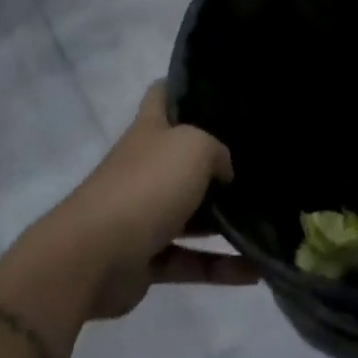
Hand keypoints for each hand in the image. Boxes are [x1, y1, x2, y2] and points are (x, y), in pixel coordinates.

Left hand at [0, 84, 257, 329]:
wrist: (90, 258)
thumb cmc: (145, 186)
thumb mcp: (194, 148)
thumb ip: (218, 151)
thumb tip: (225, 171)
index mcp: (150, 132)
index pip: (162, 95)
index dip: (184, 86)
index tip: (218, 89)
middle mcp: (145, 167)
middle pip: (183, 157)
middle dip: (217, 160)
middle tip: (259, 159)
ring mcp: (143, 214)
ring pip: (191, 214)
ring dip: (224, 220)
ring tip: (267, 219)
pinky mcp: (145, 260)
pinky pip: (190, 260)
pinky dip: (219, 267)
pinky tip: (255, 270)